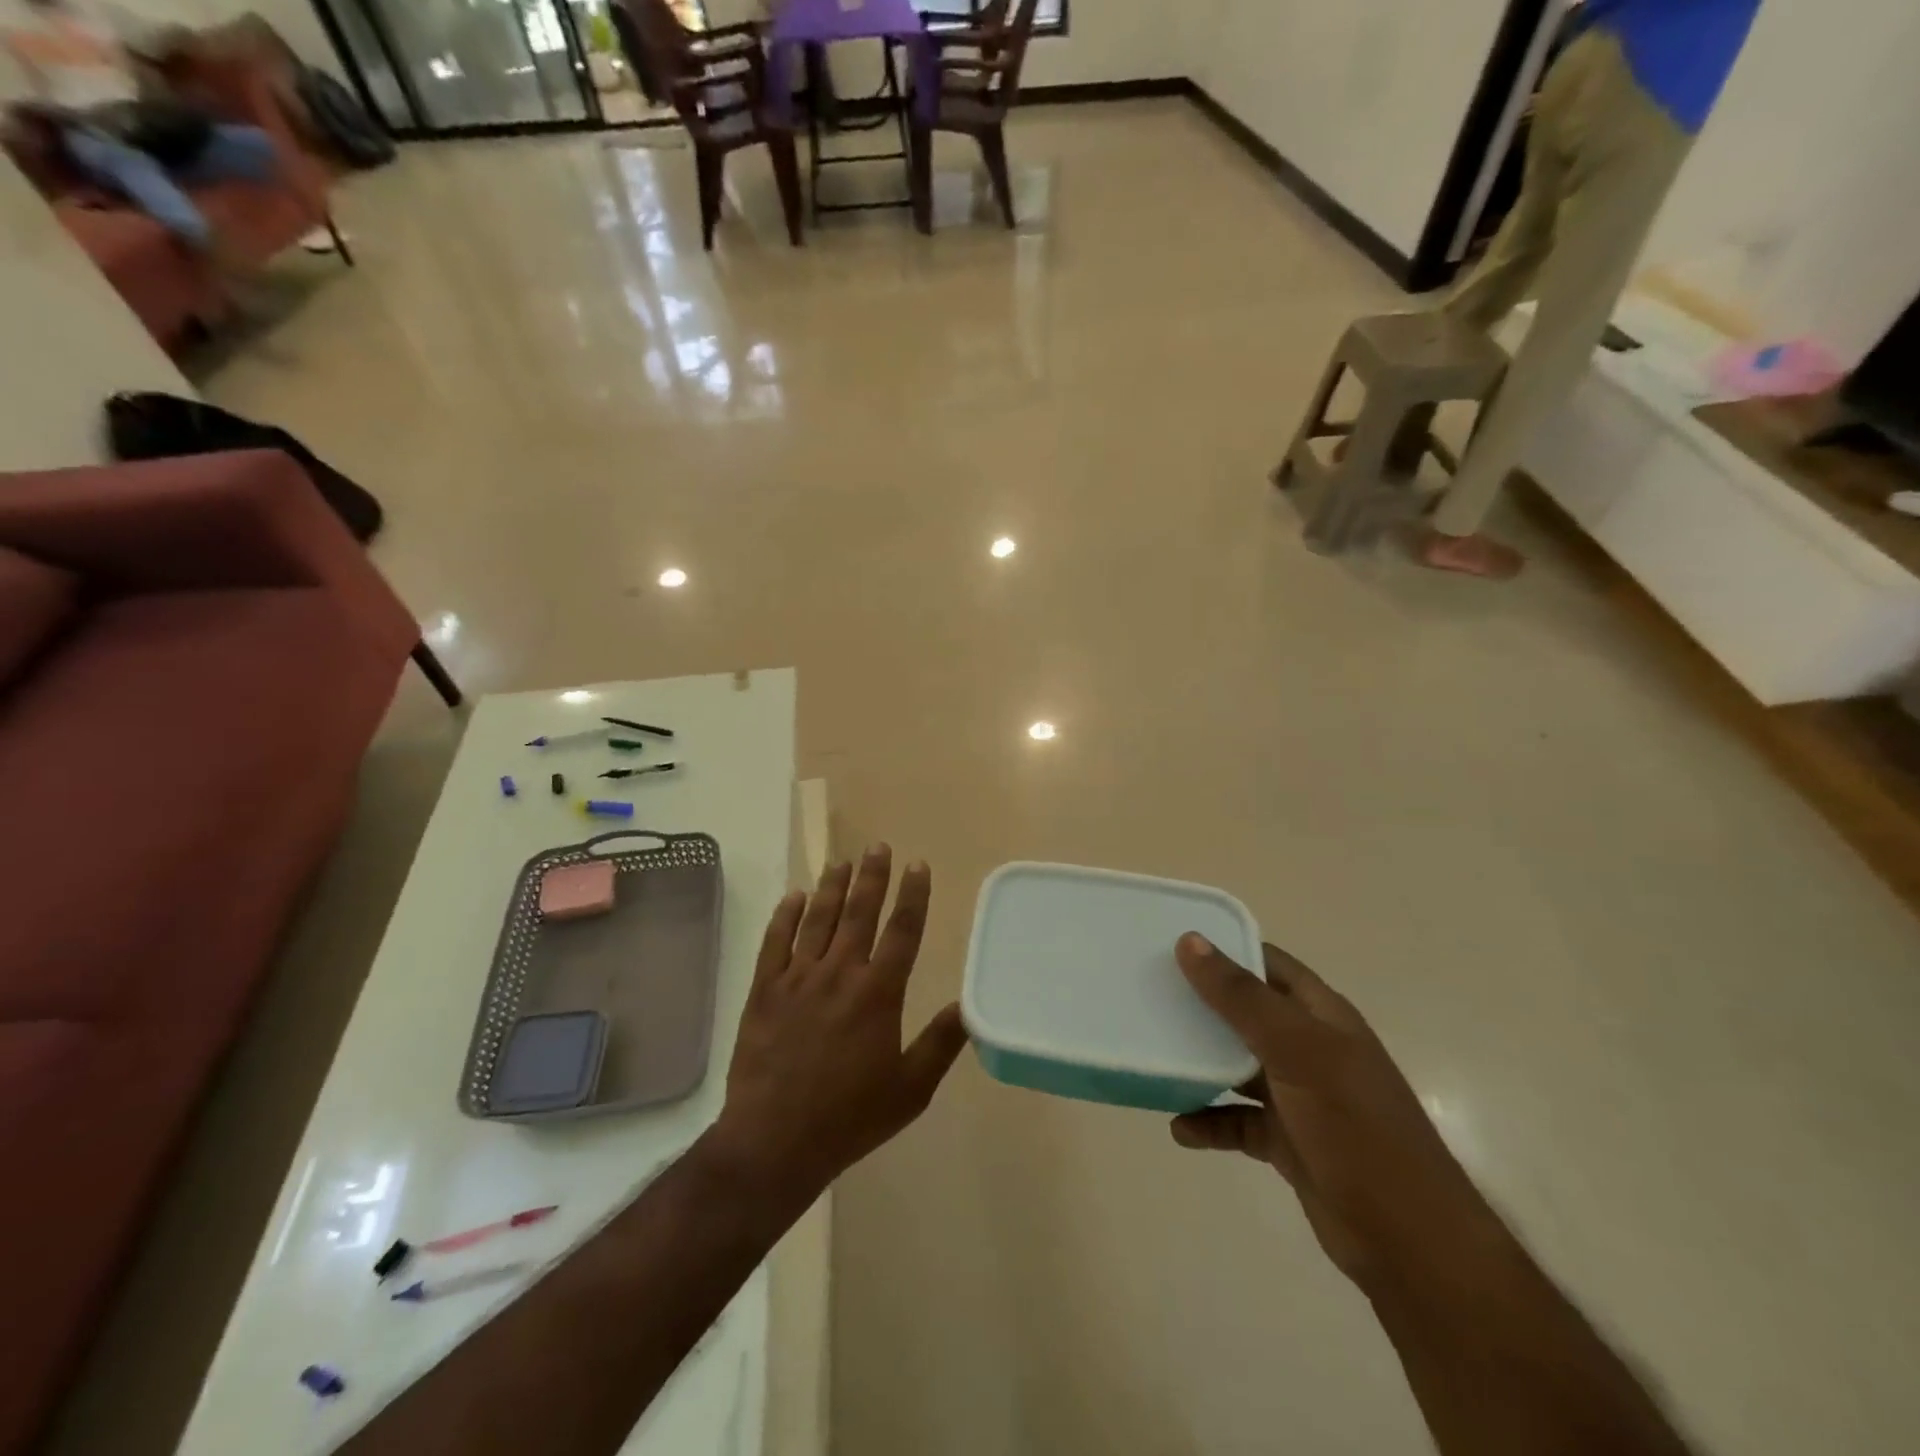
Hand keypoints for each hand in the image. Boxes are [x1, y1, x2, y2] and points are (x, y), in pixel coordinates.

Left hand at [709, 846, 968, 1205]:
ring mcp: (798, 978)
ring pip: (818, 919)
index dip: (912, 895)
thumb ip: (941, 1044)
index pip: (902, 931)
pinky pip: (775, 942)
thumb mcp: (910, 1090)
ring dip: (832, 887)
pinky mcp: (764, 991)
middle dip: (871, 877)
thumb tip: (970, 1006)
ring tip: (841, 860)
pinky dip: (785, 916)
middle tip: (877, 846)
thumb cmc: (850, 1117)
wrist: (774, 1141)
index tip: (917, 865)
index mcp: (878, 993)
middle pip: (859, 913)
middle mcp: (839, 973)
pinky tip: (794, 896)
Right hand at [1170, 935, 1509, 1295]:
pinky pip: (1237, 1120)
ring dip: (1199, 1063)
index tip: (1171, 942)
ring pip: (1237, 1066)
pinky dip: (1209, 1121)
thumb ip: (1241, 998)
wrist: (1409, 1241)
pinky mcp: (1288, 1141)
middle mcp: (1310, 1047)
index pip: (1268, 963)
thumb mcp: (1297, 1051)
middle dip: (1200, 1004)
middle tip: (1147, 995)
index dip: (1225, 948)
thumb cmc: (1355, 1127)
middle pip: (1246, 1012)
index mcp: (1321, 1015)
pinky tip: (1179, 1128)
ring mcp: (1299, 1096)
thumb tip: (1190, 942)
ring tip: (1153, 1055)